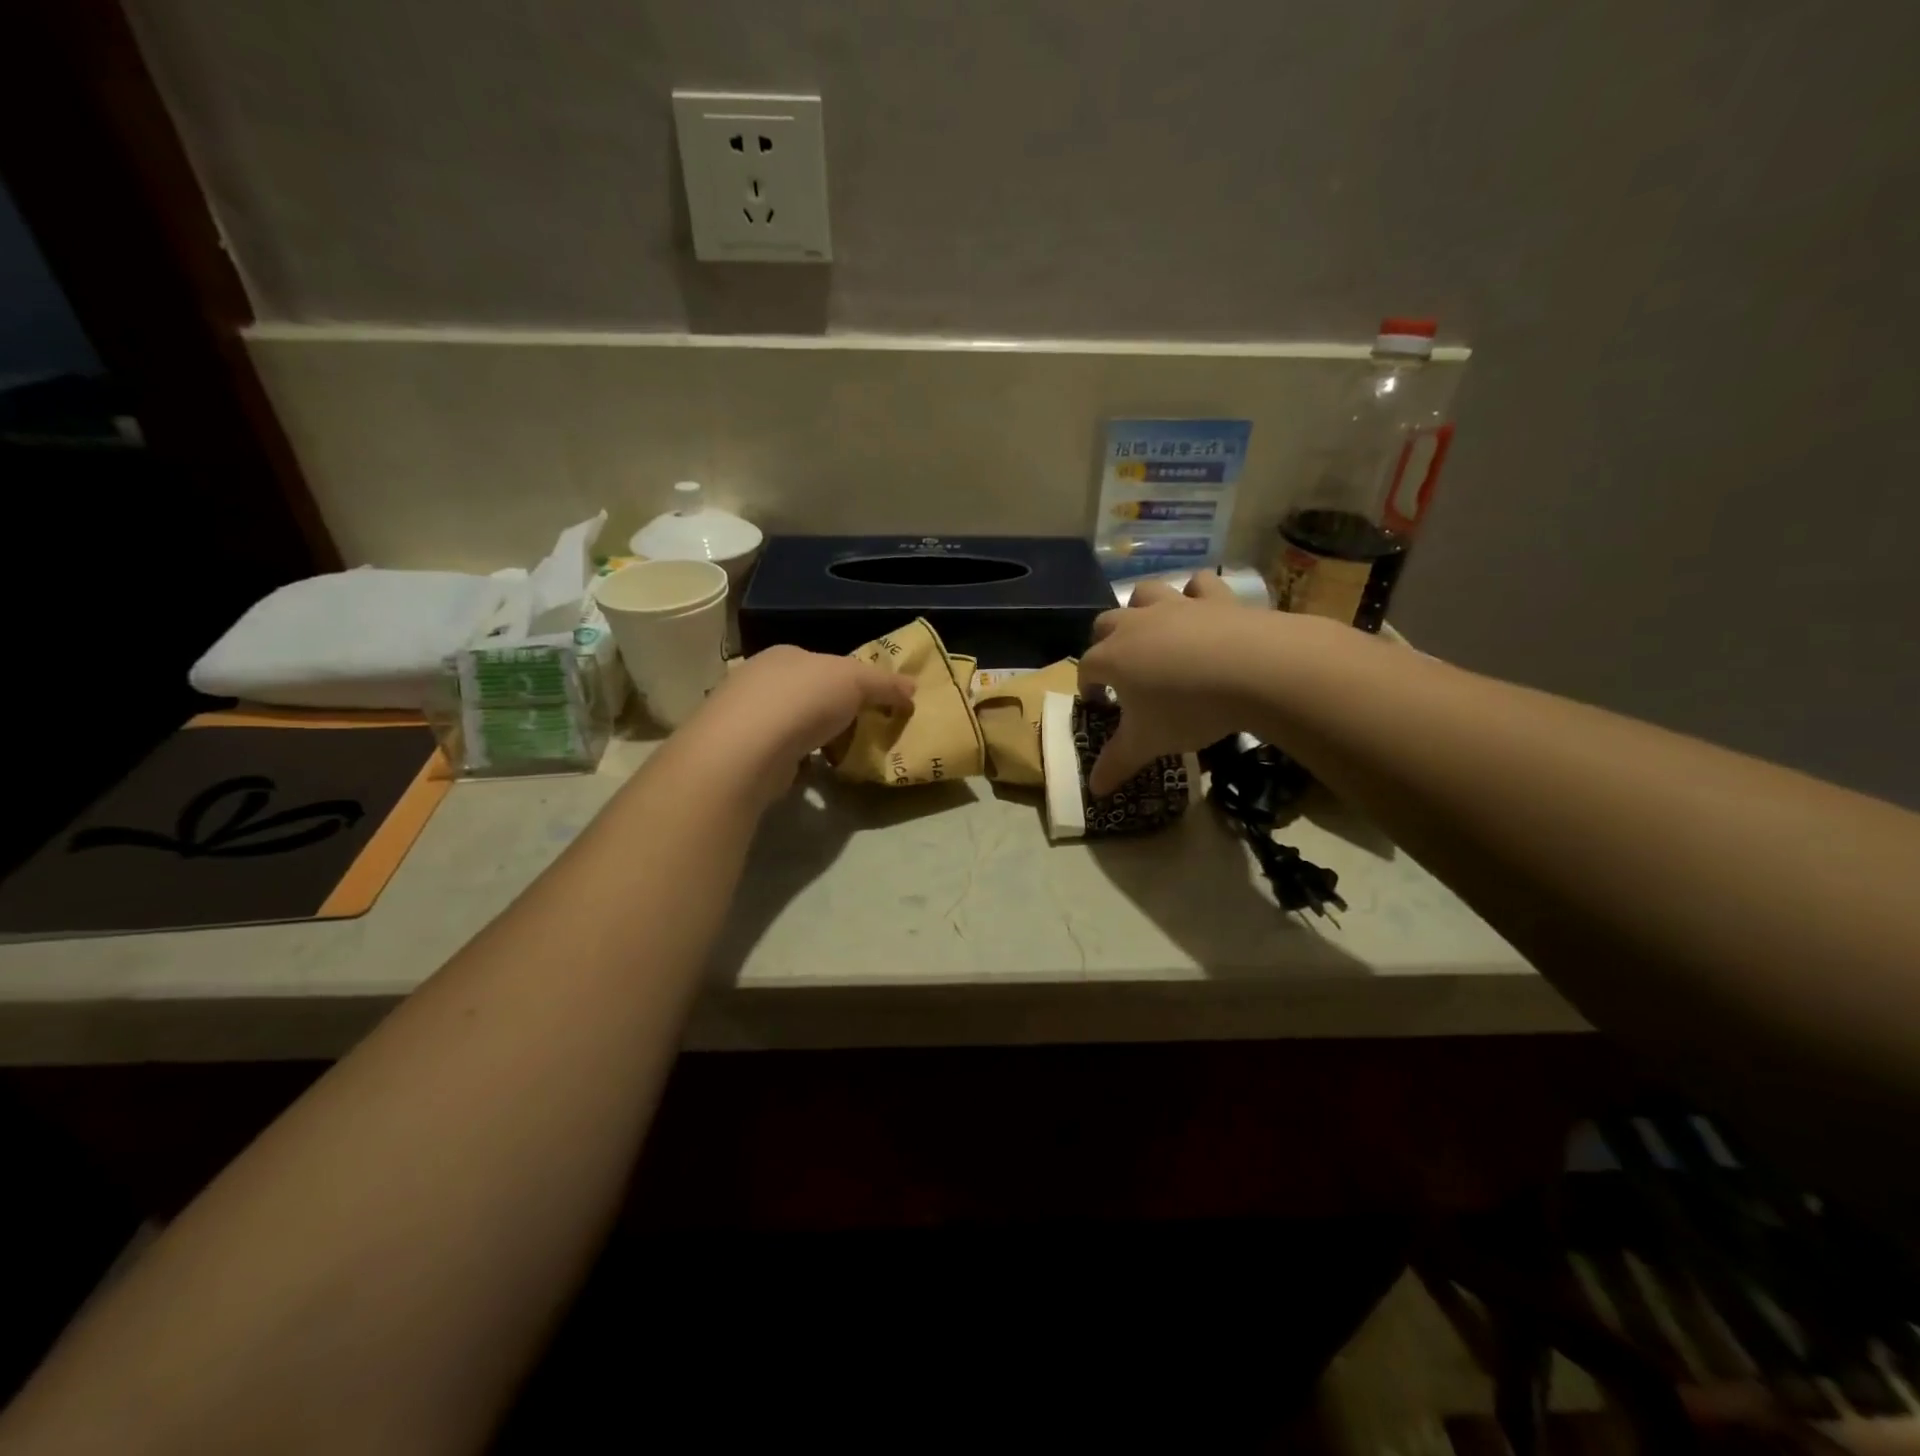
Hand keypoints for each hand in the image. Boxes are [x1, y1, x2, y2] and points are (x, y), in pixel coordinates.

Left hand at [681, 644, 915, 805]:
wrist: (747, 749)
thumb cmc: (804, 700)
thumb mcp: (856, 681)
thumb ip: (885, 684)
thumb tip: (913, 688)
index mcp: (786, 654)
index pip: (825, 663)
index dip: (853, 680)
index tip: (874, 703)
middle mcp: (760, 678)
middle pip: (808, 692)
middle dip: (833, 710)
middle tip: (861, 731)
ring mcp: (746, 716)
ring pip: (793, 723)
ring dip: (815, 736)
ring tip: (841, 755)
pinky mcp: (741, 752)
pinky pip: (781, 752)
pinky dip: (797, 760)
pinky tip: (812, 772)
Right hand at [1077, 573, 1271, 795]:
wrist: (1255, 670)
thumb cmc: (1187, 709)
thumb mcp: (1148, 743)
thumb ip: (1117, 764)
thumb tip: (1093, 789)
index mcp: (1112, 658)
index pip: (1085, 669)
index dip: (1087, 688)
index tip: (1098, 705)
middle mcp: (1135, 624)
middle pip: (1105, 625)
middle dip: (1104, 644)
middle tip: (1121, 671)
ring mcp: (1175, 605)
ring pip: (1144, 594)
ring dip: (1141, 609)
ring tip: (1152, 632)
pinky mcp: (1215, 598)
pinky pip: (1198, 584)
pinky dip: (1195, 594)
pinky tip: (1200, 608)